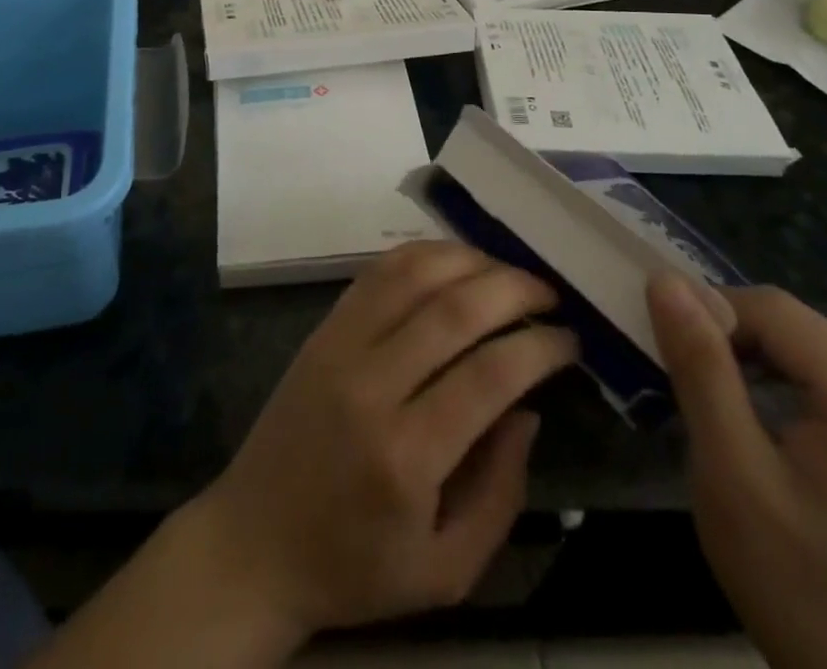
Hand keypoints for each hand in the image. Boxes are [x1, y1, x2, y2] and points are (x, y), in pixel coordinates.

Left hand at [186, 241, 578, 639]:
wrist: (256, 541)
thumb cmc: (355, 566)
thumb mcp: (446, 570)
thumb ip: (500, 493)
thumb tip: (527, 410)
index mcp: (407, 457)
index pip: (489, 375)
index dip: (539, 348)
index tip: (570, 339)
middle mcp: (372, 385)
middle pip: (454, 310)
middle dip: (513, 290)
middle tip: (549, 294)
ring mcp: (340, 346)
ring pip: (412, 275)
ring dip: (468, 260)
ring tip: (507, 271)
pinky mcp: (322, 329)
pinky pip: (375, 273)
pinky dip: (420, 255)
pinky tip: (452, 260)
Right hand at [647, 274, 826, 668]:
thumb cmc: (794, 582)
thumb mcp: (731, 470)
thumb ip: (699, 368)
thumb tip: (662, 280)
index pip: (775, 311)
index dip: (709, 312)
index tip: (663, 346)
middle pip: (790, 326)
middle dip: (725, 338)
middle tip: (677, 373)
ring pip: (796, 348)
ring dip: (741, 359)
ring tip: (702, 393)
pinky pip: (811, 379)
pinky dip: (766, 382)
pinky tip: (742, 415)